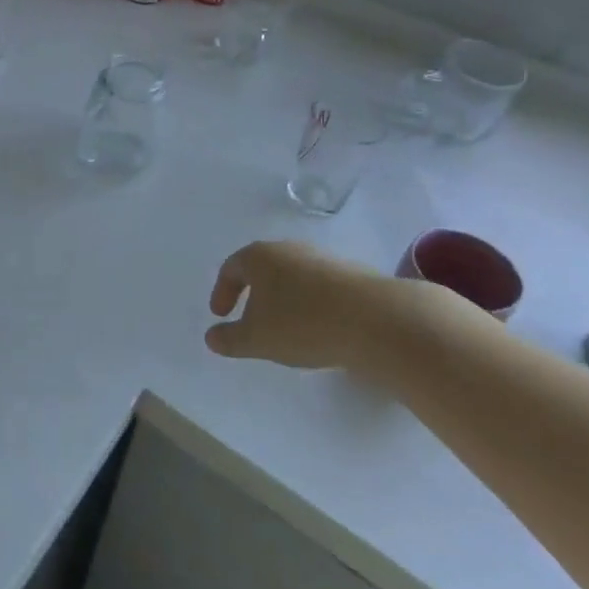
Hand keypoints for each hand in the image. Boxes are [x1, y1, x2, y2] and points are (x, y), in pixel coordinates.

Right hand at [205, 240, 423, 369]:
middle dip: (253, 293)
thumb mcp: (257, 339)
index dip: (222, 292)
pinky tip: (319, 328)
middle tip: (250, 318)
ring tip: (287, 327)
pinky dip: (310, 304)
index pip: (231, 268)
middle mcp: (288, 249)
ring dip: (284, 299)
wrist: (378, 320)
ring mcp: (322, 259)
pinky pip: (319, 287)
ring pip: (293, 277)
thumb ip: (230, 339)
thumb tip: (211, 337)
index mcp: (259, 257)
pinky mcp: (352, 274)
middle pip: (262, 268)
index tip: (221, 315)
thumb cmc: (303, 323)